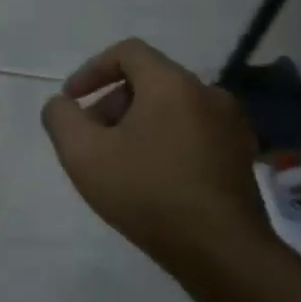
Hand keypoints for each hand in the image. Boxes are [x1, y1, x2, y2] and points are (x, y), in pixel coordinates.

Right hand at [40, 39, 269, 270]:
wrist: (218, 248)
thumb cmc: (145, 192)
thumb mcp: (82, 154)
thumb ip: (61, 118)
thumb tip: (61, 104)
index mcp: (172, 85)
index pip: (128, 52)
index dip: (91, 70)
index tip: (71, 100)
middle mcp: (208, 94)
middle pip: (149, 80)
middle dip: (111, 102)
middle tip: (90, 138)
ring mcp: (231, 125)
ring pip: (171, 107)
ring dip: (137, 123)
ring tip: (117, 161)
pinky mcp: (240, 154)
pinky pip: (192, 131)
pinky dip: (164, 140)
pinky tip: (150, 177)